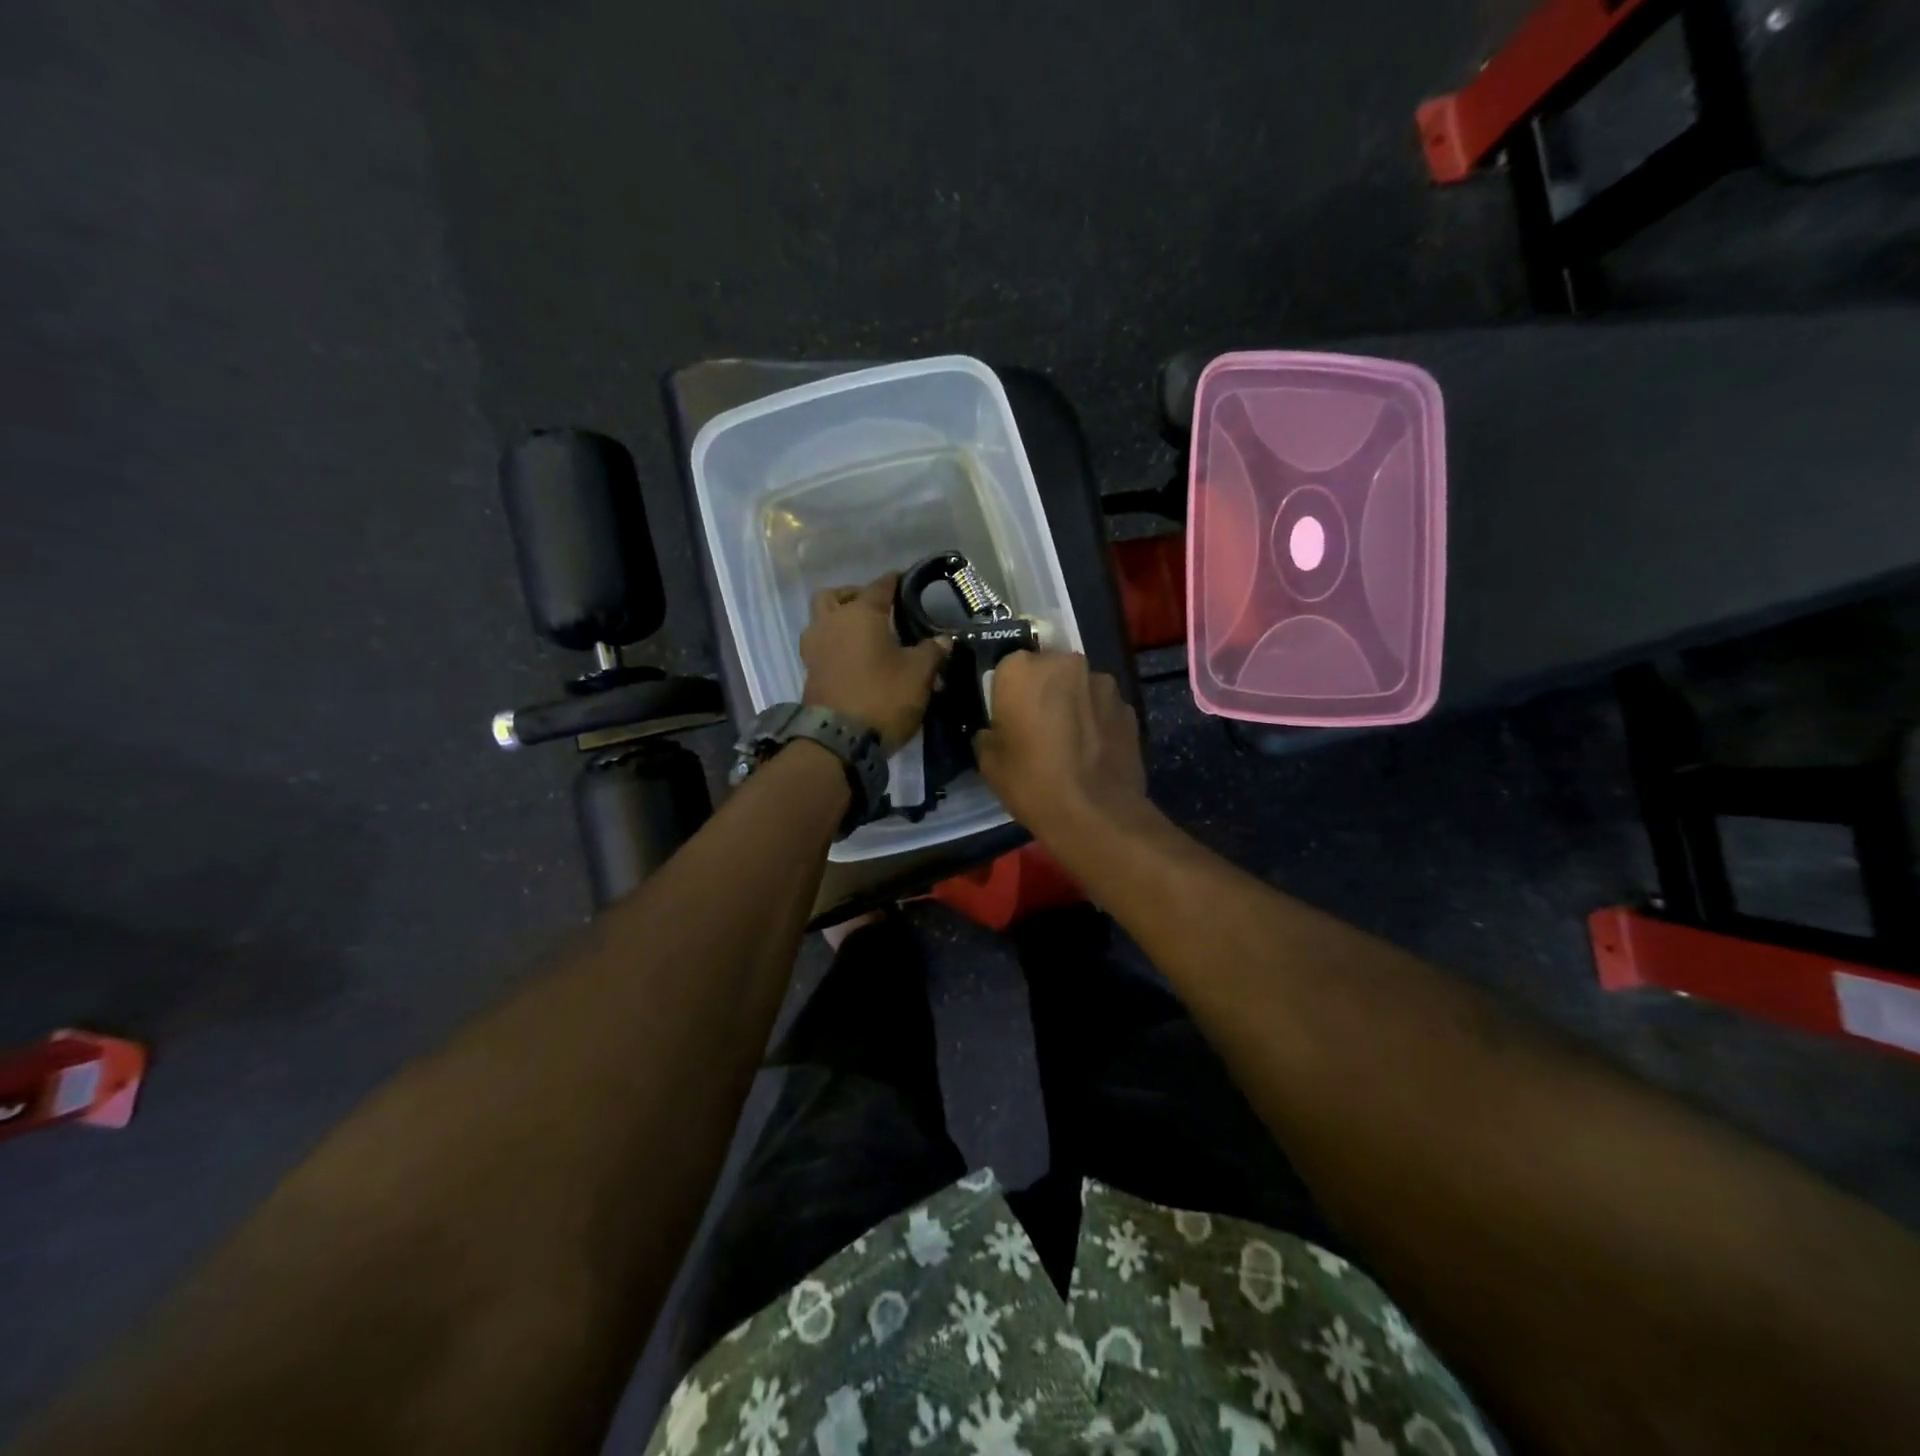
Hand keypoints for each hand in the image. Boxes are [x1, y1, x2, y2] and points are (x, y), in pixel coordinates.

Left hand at [800, 574, 946, 754]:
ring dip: (838, 619)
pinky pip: (821, 646)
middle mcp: (831, 623)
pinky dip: (835, 644)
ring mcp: (814, 648)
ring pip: (821, 620)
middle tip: (876, 608)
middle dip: (854, 596)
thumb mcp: (919, 674)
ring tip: (863, 634)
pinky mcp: (809, 673)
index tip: (907, 579)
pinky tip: (854, 658)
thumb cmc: (883, 696)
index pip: (880, 586)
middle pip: (835, 596)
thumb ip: (932, 651)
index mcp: (859, 614)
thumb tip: (943, 639)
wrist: (839, 741)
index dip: (895, 581)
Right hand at [975, 650, 1149, 847]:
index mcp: (1022, 669)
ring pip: (1079, 687)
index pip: (1008, 668)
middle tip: (1039, 728)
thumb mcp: (989, 762)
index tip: (1009, 719)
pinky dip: (1097, 722)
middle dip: (1044, 692)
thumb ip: (990, 733)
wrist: (1096, 814)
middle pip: (1048, 670)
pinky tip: (1093, 752)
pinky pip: (1103, 708)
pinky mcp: (1129, 707)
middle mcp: (1066, 663)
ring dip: (1073, 704)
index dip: (1007, 694)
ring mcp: (1103, 683)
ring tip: (1070, 743)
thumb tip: (998, 730)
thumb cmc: (1032, 782)